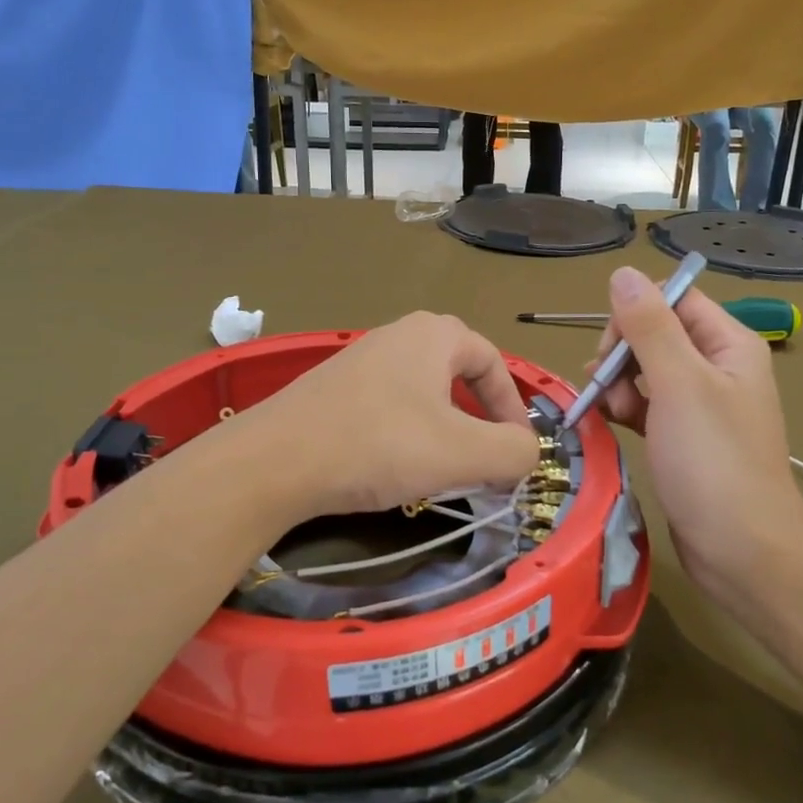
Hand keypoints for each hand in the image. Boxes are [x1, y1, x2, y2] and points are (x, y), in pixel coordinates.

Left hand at [242, 313, 540, 519]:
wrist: (276, 460)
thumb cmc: (378, 445)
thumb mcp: (462, 453)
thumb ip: (513, 451)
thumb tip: (526, 451)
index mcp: (434, 335)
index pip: (493, 362)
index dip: (513, 407)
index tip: (516, 451)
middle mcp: (398, 335)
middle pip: (458, 374)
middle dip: (479, 418)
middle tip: (484, 458)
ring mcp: (361, 360)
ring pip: (423, 392)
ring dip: (444, 428)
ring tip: (445, 467)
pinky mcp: (334, 389)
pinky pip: (390, 405)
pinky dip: (408, 433)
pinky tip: (396, 465)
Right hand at [589, 267, 802, 616]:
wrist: (743, 550)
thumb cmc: (713, 462)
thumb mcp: (679, 385)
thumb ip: (649, 327)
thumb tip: (623, 273)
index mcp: (728, 344)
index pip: (673, 299)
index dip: (635, 315)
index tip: (611, 350)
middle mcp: (717, 367)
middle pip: (655, 333)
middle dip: (622, 354)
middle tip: (607, 388)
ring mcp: (701, 404)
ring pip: (645, 370)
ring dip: (619, 383)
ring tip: (611, 412)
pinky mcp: (683, 436)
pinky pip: (647, 404)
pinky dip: (625, 407)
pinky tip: (610, 422)